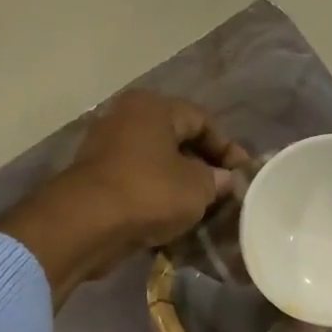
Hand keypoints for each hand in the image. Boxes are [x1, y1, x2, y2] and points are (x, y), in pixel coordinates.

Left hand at [0, 90, 249, 304]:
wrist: (88, 223)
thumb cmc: (150, 193)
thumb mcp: (197, 187)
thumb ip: (216, 180)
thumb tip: (224, 179)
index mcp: (154, 107)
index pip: (202, 120)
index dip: (227, 148)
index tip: (243, 175)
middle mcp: (127, 118)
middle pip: (177, 139)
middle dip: (204, 166)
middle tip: (224, 192)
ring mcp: (108, 147)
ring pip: (157, 162)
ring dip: (180, 184)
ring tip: (202, 208)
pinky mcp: (98, 178)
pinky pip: (139, 182)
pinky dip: (158, 196)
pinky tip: (173, 217)